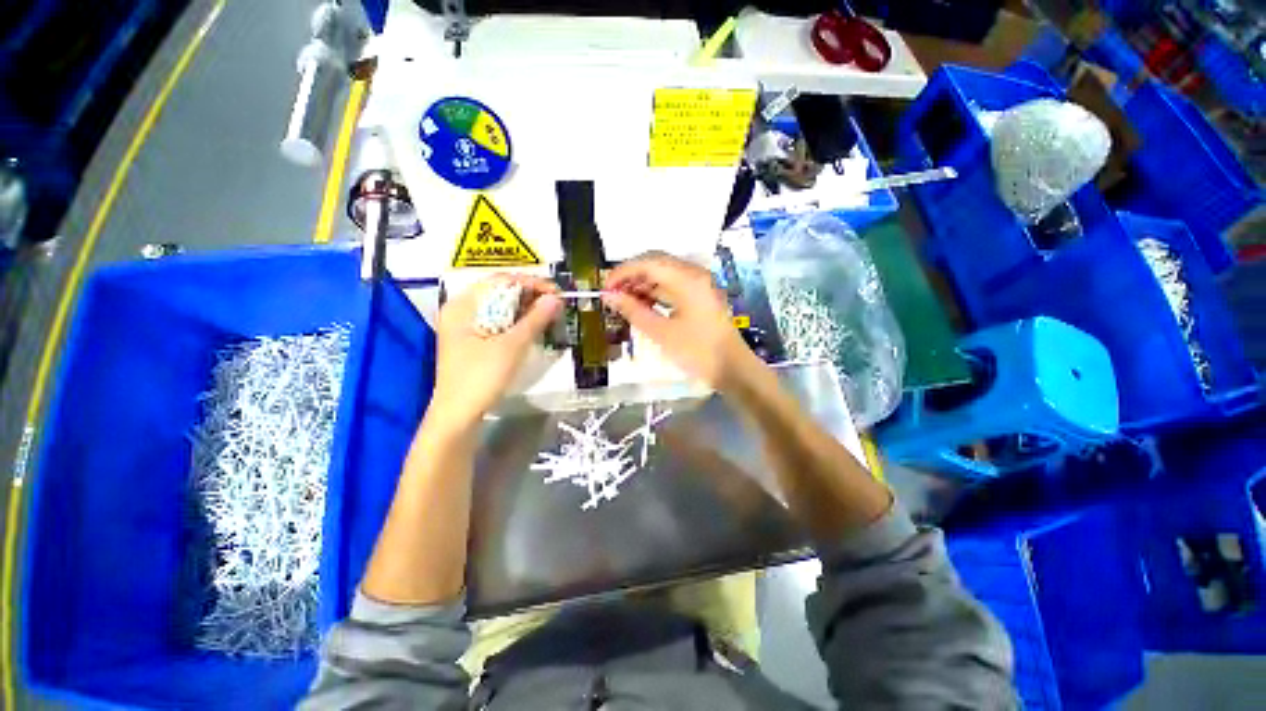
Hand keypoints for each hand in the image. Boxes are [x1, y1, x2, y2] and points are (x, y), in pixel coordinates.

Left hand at [429, 275, 561, 431]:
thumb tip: (556, 298)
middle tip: (556, 304)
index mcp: (462, 305)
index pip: (500, 281)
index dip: (531, 284)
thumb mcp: (512, 346)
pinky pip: (498, 322)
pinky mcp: (472, 341)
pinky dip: (517, 322)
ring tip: (550, 314)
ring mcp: (465, 326)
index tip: (556, 293)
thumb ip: (535, 319)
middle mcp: (461, 310)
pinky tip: (533, 327)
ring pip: (500, 308)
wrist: (458, 415)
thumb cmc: (481, 377)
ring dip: (526, 309)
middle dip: (530, 296)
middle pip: (499, 293)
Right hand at [602, 252, 758, 391]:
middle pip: (656, 264)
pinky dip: (655, 293)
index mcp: (688, 279)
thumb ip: (633, 311)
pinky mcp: (700, 295)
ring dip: (642, 285)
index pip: (648, 263)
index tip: (604, 288)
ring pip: (664, 275)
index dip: (623, 273)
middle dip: (631, 277)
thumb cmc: (697, 352)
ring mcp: (699, 284)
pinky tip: (641, 304)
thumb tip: (609, 297)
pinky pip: (673, 286)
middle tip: (611, 294)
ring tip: (622, 301)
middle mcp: (695, 274)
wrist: (732, 369)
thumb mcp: (661, 333)